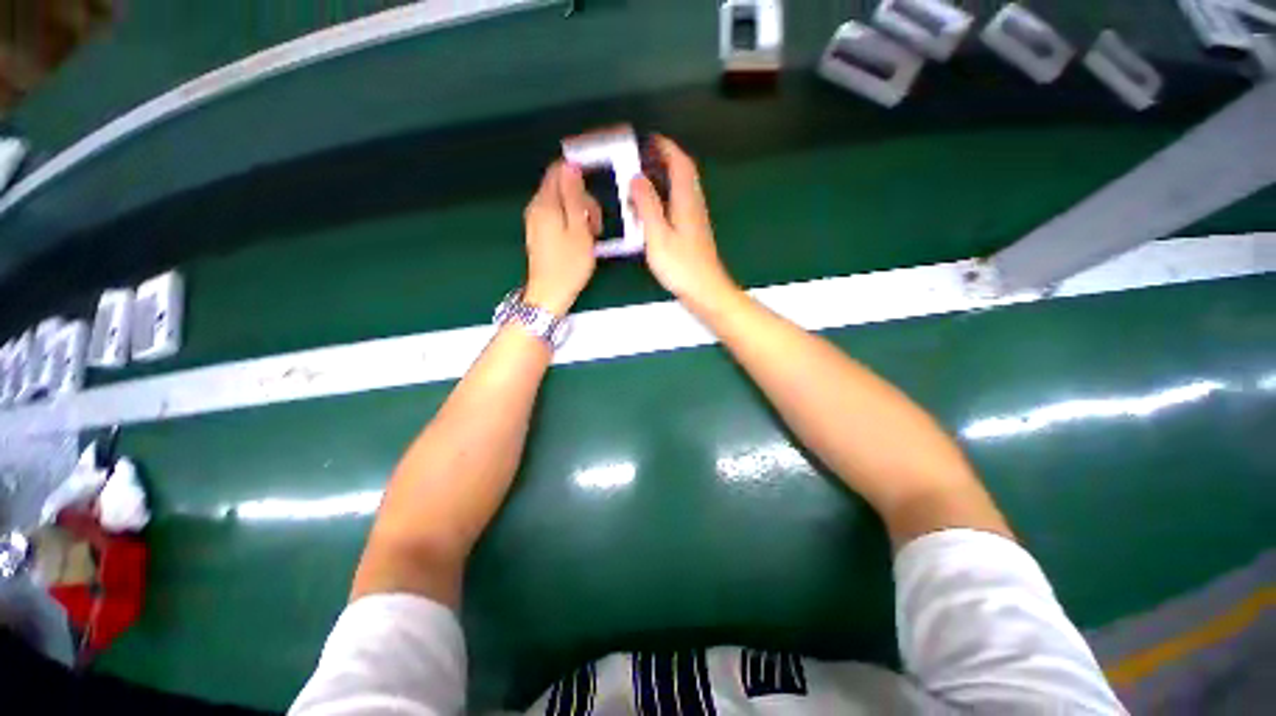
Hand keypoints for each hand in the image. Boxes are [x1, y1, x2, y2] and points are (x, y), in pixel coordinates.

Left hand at [523, 161, 601, 314]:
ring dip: (579, 213)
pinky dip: (570, 222)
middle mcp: (536, 207)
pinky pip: (556, 216)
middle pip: (560, 187)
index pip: (558, 170)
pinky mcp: (539, 233)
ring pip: (560, 203)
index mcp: (545, 203)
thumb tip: (570, 166)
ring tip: (591, 235)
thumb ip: (574, 196)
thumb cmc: (568, 265)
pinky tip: (579, 239)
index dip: (578, 173)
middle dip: (582, 199)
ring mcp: (535, 221)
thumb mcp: (578, 229)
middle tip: (596, 224)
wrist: (549, 294)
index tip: (596, 191)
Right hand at [630, 136, 738, 310]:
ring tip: (643, 178)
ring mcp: (695, 219)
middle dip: (665, 158)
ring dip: (665, 176)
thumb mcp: (658, 236)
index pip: (680, 163)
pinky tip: (654, 207)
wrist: (705, 290)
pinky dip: (666, 195)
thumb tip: (637, 178)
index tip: (648, 139)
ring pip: (682, 188)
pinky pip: (679, 203)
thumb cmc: (681, 266)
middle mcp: (694, 205)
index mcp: (686, 201)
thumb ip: (647, 206)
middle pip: (683, 172)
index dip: (666, 147)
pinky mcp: (693, 232)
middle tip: (642, 156)